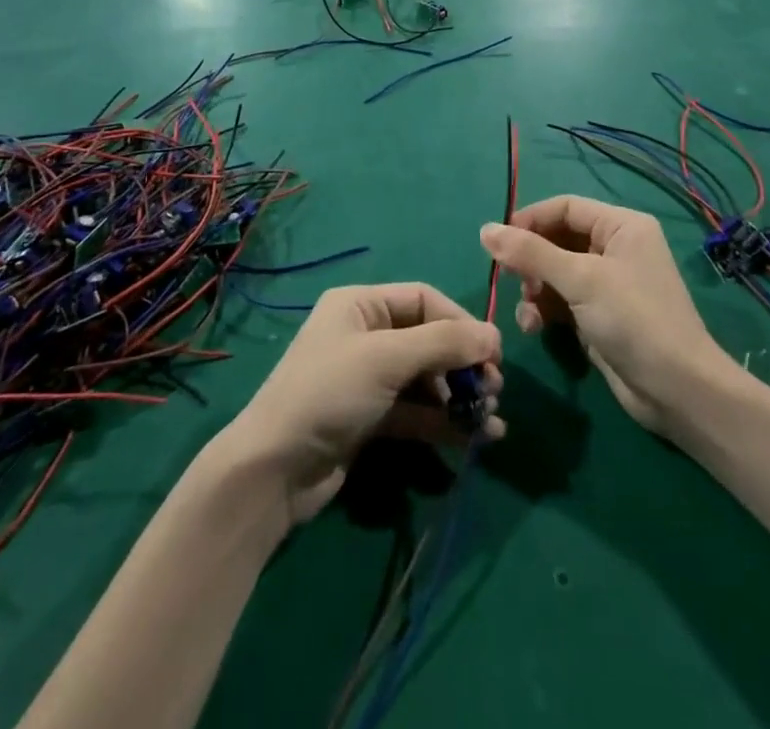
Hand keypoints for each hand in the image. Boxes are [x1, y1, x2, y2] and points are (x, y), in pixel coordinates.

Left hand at [215, 283, 502, 525]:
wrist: (274, 470)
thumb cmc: (329, 392)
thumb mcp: (386, 359)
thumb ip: (443, 344)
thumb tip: (495, 335)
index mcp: (361, 305)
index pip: (424, 300)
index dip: (460, 322)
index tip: (493, 353)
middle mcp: (366, 335)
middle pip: (428, 340)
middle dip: (463, 364)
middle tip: (494, 389)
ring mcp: (369, 379)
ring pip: (426, 379)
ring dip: (460, 396)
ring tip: (491, 418)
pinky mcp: (372, 419)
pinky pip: (418, 412)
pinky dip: (446, 421)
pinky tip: (479, 437)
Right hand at [483, 196, 728, 434]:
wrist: (678, 392)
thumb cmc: (634, 320)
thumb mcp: (580, 280)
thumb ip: (530, 253)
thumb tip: (485, 229)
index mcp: (620, 226)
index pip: (565, 207)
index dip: (530, 220)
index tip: (498, 242)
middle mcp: (615, 248)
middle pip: (557, 240)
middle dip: (531, 261)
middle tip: (511, 280)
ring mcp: (608, 284)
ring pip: (554, 273)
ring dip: (535, 290)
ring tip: (528, 313)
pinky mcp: (600, 316)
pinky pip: (562, 301)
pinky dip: (545, 310)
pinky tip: (535, 328)